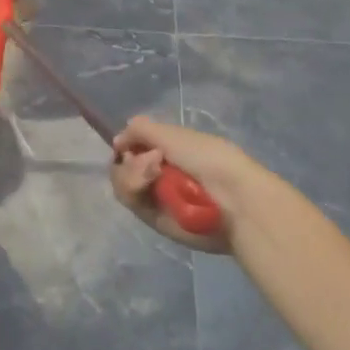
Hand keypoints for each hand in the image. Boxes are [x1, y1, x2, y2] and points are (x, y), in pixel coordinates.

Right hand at [110, 114, 275, 254]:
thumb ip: (140, 130)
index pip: (133, 148)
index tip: (126, 144)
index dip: (126, 145)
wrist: (232, 198)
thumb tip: (117, 141)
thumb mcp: (171, 133)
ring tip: (153, 174)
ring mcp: (156, 198)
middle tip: (151, 161)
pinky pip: (131, 201)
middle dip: (130, 161)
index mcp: (168, 152)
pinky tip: (151, 182)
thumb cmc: (207, 158)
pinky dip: (135, 187)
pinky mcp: (154, 219)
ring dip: (132, 173)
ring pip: (122, 183)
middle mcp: (159, 175)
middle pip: (122, 166)